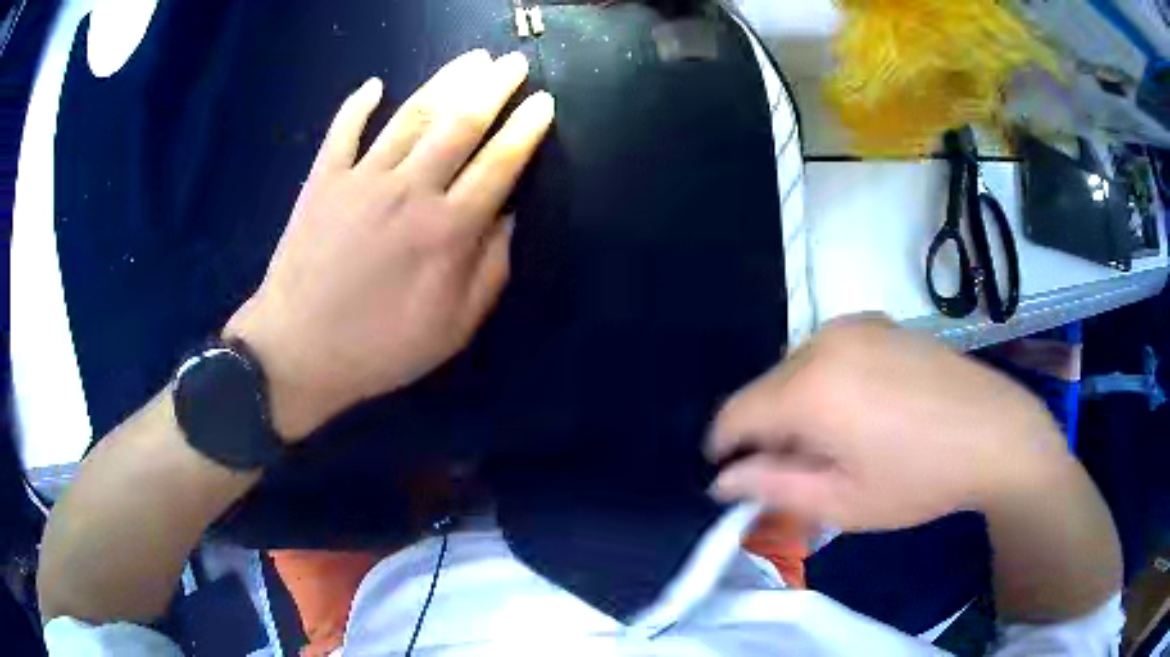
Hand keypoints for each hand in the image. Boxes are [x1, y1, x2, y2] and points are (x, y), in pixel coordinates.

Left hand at [225, 50, 554, 439]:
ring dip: (445, 81)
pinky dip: (358, 104)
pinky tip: (374, 84)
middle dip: (493, 87)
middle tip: (513, 62)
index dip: (526, 129)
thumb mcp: (452, 328)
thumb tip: (509, 216)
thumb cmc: (380, 348)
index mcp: (446, 230)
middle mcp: (409, 190)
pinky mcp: (322, 180)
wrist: (297, 351)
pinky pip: (343, 130)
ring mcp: (361, 179)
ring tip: (472, 58)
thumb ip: (489, 270)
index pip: (499, 163)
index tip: (544, 102)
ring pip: (411, 115)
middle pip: (459, 123)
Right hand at [706, 315, 1071, 530]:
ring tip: (839, 441)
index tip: (739, 478)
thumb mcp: (842, 503)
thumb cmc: (920, 479)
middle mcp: (825, 341)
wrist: (996, 432)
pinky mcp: (880, 322)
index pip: (734, 413)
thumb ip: (772, 488)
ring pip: (796, 368)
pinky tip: (865, 410)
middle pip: (765, 388)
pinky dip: (827, 382)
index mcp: (811, 388)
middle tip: (803, 470)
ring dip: (798, 405)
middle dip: (769, 430)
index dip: (726, 449)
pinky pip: (829, 352)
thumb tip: (723, 480)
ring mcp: (856, 324)